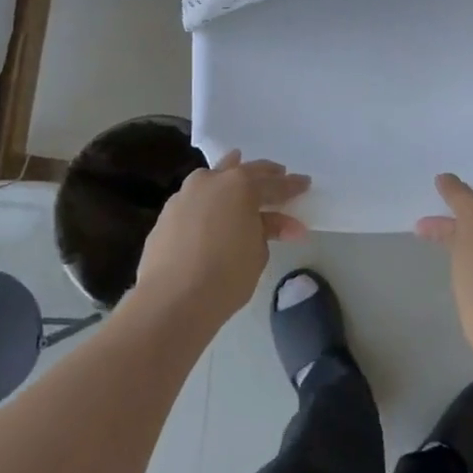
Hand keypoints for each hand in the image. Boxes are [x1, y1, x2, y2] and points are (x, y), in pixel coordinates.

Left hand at [134, 151, 309, 330]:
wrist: (171, 300)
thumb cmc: (226, 276)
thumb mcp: (258, 253)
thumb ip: (267, 231)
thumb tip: (275, 224)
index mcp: (240, 186)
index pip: (275, 184)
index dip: (292, 185)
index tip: (305, 183)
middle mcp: (211, 181)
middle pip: (243, 171)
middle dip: (264, 175)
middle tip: (279, 175)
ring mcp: (184, 195)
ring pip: (212, 178)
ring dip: (230, 177)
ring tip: (240, 176)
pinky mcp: (166, 214)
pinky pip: (195, 199)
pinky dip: (208, 199)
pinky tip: (212, 208)